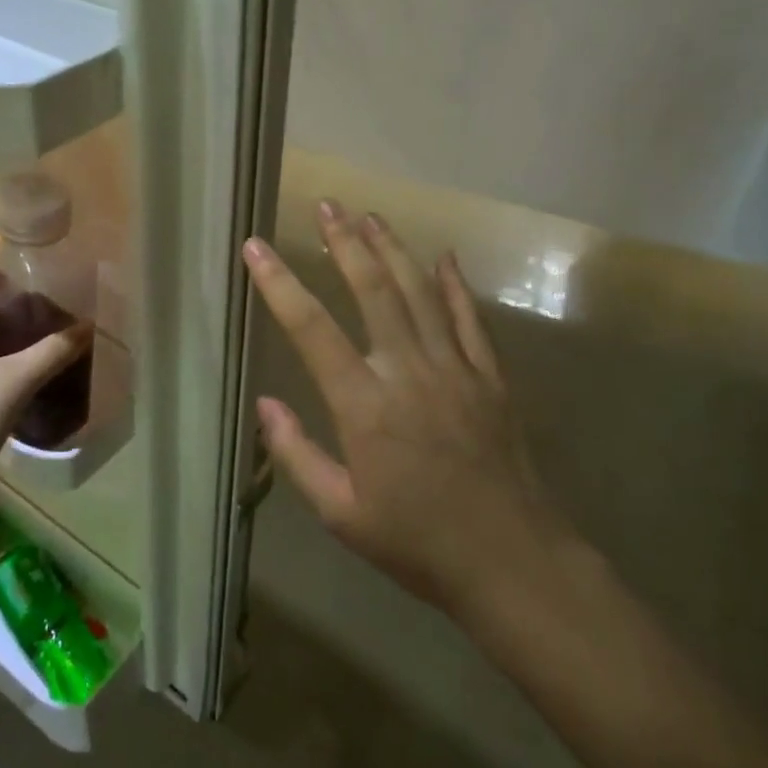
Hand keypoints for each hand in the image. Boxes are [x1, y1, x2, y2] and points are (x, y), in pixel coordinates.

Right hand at [242, 200, 578, 618]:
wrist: (512, 562)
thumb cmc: (416, 543)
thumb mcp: (341, 513)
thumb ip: (297, 455)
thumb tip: (264, 404)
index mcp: (364, 405)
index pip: (311, 328)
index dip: (279, 283)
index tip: (256, 246)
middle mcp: (407, 372)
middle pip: (372, 290)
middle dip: (345, 243)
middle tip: (326, 205)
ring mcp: (454, 369)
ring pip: (420, 293)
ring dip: (393, 249)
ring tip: (370, 215)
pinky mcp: (490, 377)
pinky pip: (469, 319)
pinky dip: (455, 284)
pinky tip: (444, 255)